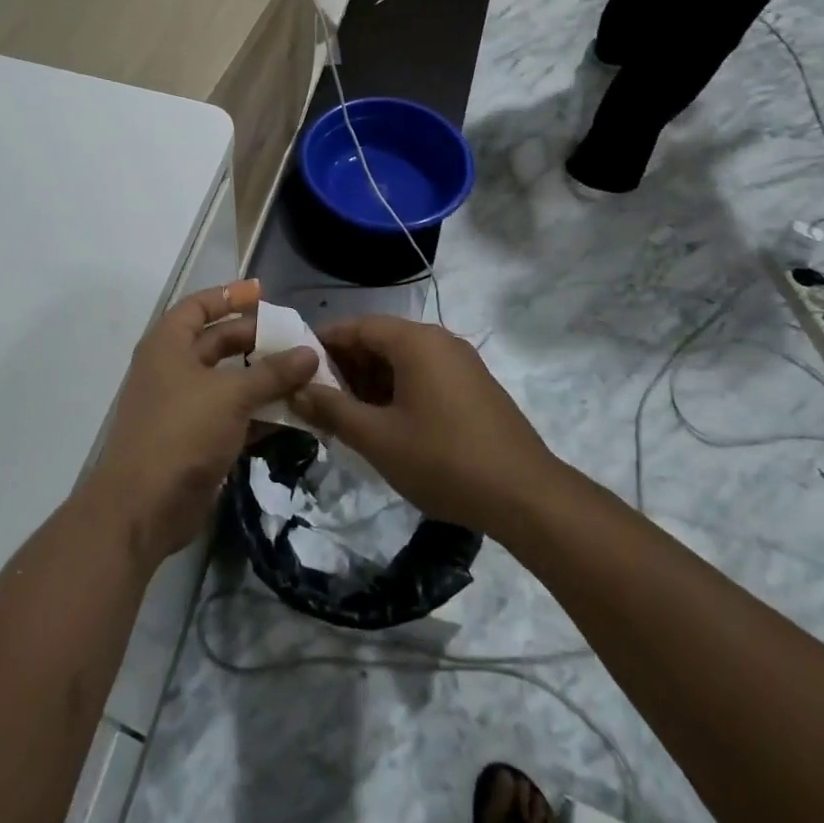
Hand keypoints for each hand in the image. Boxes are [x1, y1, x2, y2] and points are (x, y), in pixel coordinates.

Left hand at [84, 281, 317, 568]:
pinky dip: (260, 414)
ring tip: (306, 377)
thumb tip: (310, 353)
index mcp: (169, 345)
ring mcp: (184, 406)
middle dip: (257, 341)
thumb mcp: (231, 395)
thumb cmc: (181, 432)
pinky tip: (294, 417)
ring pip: (230, 382)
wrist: (143, 507)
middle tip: (297, 341)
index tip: (263, 293)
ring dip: (265, 381)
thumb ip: (272, 373)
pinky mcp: (196, 440)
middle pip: (218, 343)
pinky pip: (233, 416)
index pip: (199, 306)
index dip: (229, 296)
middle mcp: (173, 369)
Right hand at [287, 315, 553, 534]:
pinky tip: (387, 424)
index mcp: (415, 341)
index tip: (298, 366)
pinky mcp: (475, 387)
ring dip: (371, 382)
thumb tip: (297, 391)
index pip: (357, 326)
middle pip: (381, 340)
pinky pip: (425, 375)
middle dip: (347, 366)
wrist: (526, 496)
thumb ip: (332, 410)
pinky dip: (399, 390)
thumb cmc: (443, 460)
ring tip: (348, 415)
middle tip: (319, 398)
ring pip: (403, 360)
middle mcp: (439, 341)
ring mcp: (461, 363)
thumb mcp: (378, 438)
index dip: (324, 343)